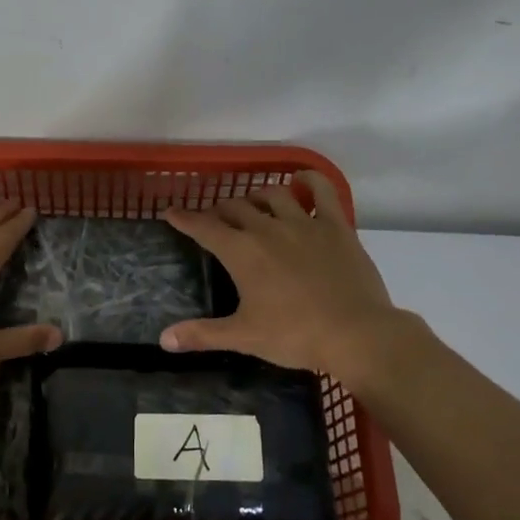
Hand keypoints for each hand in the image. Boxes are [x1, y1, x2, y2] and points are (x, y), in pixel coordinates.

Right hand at [159, 172, 407, 385]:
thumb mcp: (244, 337)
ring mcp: (304, 223)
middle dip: (219, 210)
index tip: (171, 212)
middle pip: (236, 207)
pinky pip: (322, 191)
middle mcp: (268, 229)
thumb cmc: (295, 335)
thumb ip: (202, 334)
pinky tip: (302, 180)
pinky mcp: (336, 226)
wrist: (356, 333)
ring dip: (257, 196)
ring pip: (273, 194)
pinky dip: (309, 180)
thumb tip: (164, 340)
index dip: (185, 219)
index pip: (204, 228)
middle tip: (215, 220)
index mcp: (242, 252)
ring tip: (253, 204)